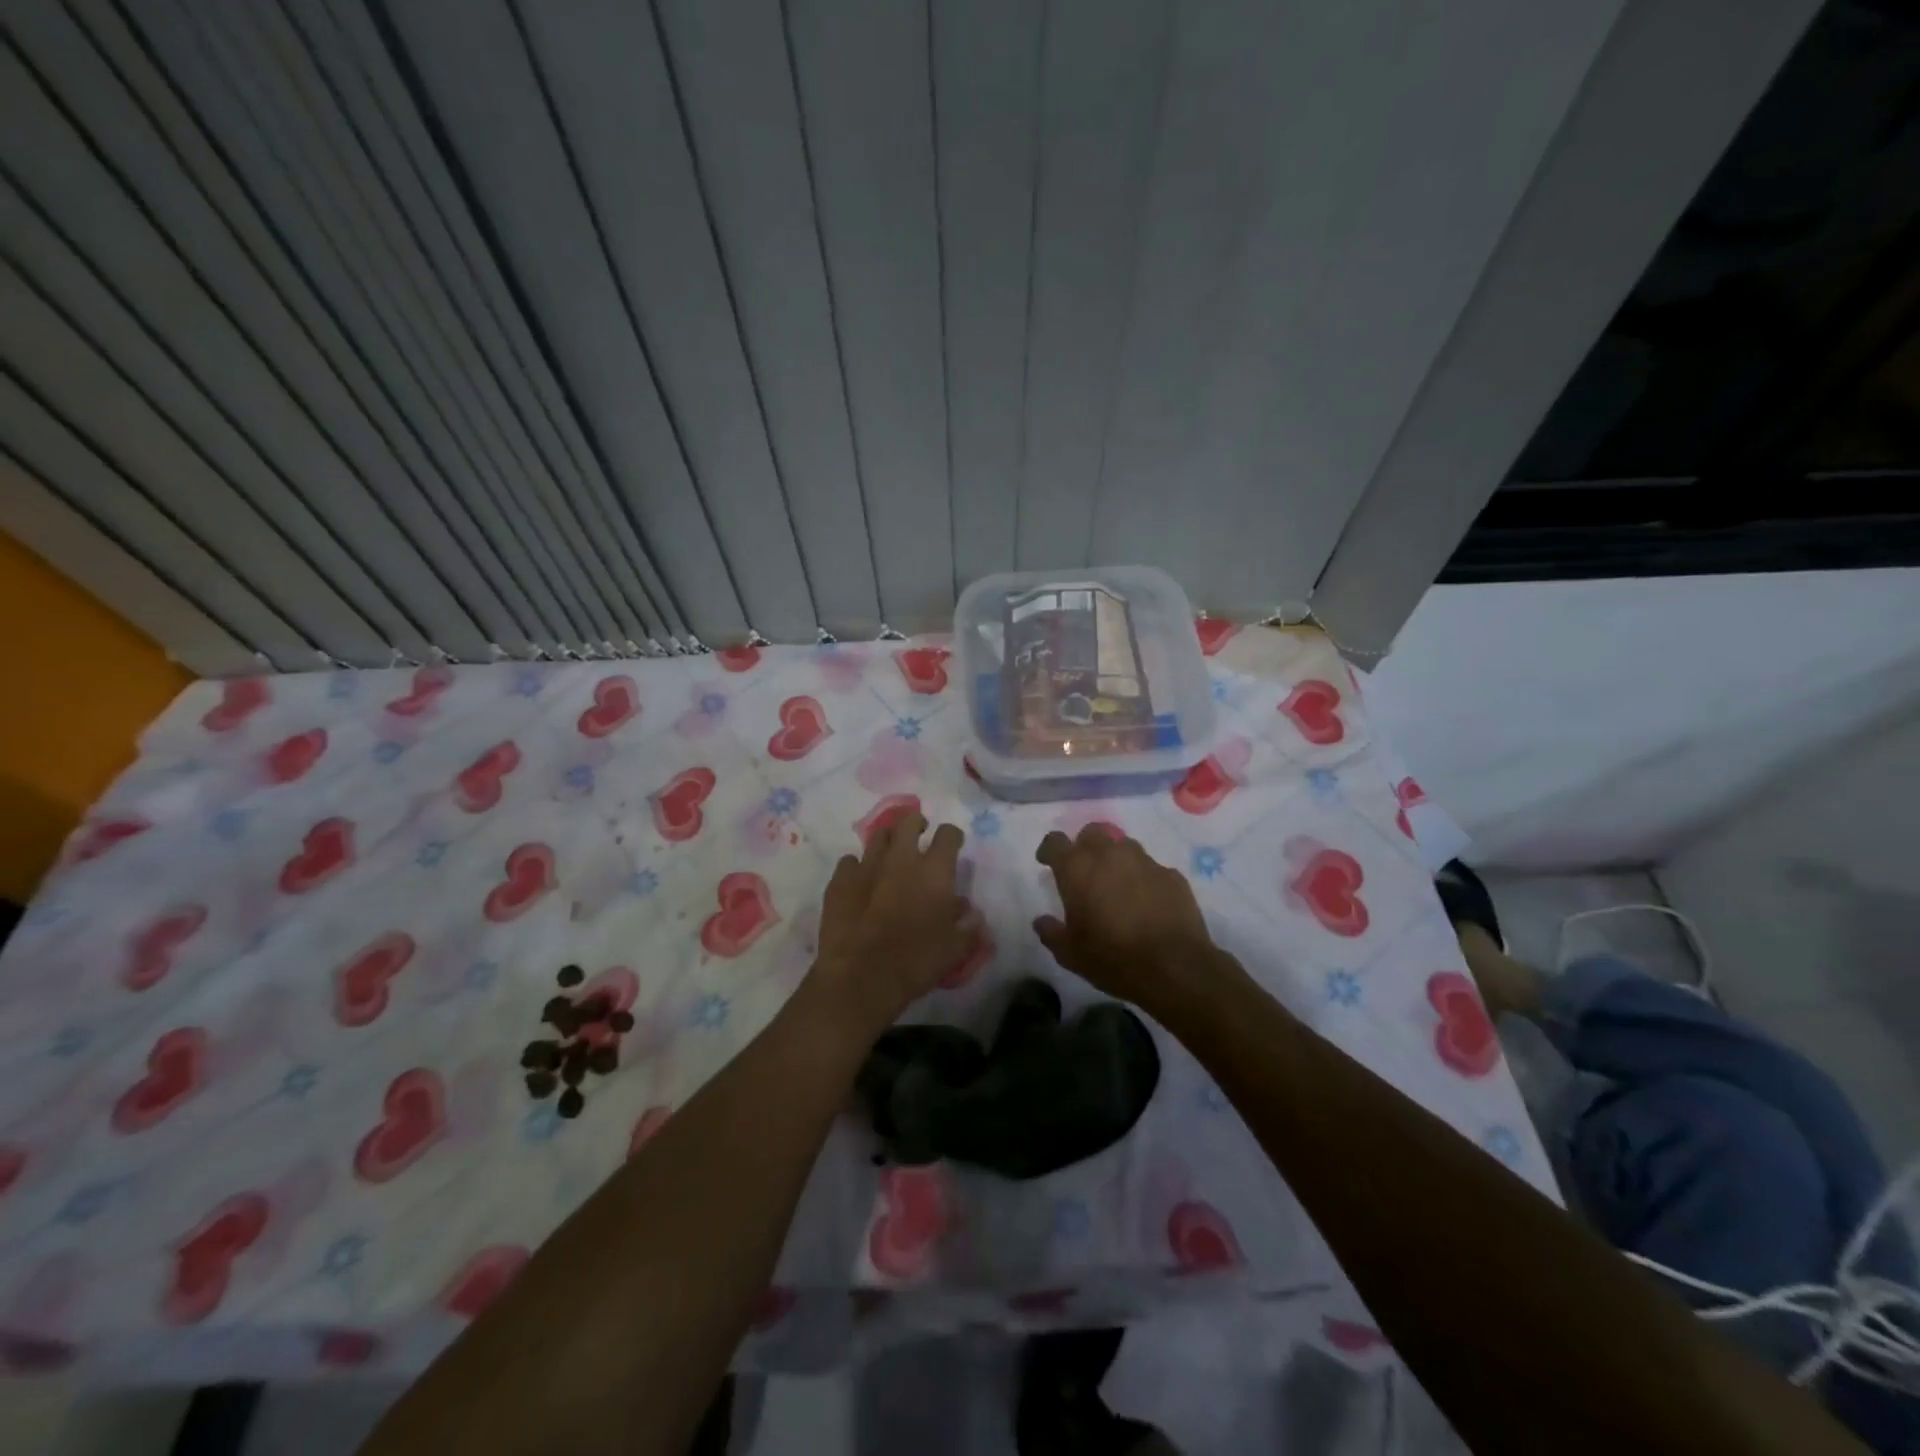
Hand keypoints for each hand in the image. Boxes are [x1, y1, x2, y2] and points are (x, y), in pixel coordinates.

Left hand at [810, 813, 975, 1037]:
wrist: (860, 978)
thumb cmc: (915, 963)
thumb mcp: (954, 950)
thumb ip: (967, 927)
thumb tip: (971, 913)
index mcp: (934, 872)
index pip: (948, 835)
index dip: (952, 836)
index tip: (953, 845)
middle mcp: (901, 859)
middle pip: (908, 821)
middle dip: (916, 823)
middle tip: (919, 835)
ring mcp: (866, 867)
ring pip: (877, 836)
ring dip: (888, 840)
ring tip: (891, 854)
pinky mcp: (839, 881)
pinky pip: (849, 862)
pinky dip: (857, 867)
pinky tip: (860, 880)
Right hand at [1034, 826, 1222, 1021]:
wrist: (1174, 968)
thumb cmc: (1112, 958)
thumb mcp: (1070, 954)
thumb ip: (1051, 933)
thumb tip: (1041, 921)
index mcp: (1077, 869)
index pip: (1055, 841)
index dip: (1049, 850)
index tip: (1047, 862)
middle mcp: (1110, 855)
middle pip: (1092, 833)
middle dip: (1084, 846)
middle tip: (1085, 872)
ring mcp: (1145, 861)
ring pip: (1124, 846)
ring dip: (1115, 860)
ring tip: (1117, 886)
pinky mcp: (1172, 875)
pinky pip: (1151, 868)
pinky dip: (1144, 879)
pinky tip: (1147, 902)